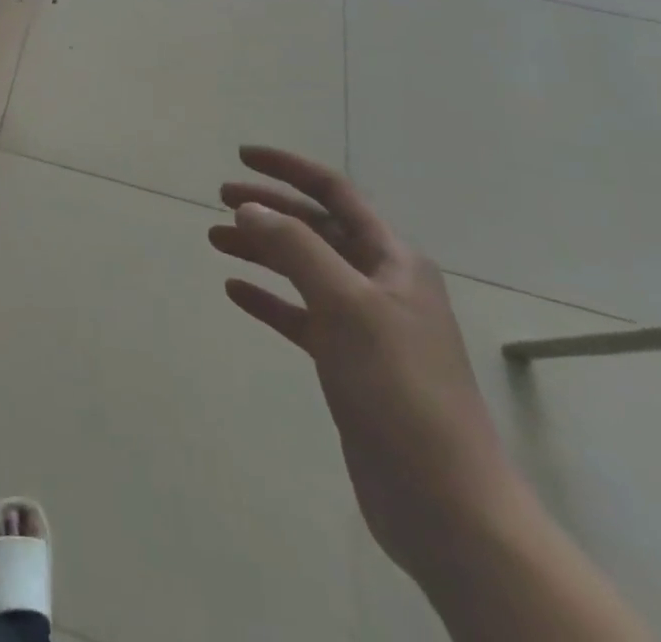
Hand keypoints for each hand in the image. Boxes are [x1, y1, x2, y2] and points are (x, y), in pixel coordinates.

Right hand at [207, 147, 520, 581]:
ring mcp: (366, 326)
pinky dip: (269, 299)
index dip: (289, 169)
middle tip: (220, 199)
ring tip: (214, 239)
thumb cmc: (399, 388)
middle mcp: (380, 284)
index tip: (242, 156)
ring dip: (262, 251)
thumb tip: (251, 208)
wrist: (445, 503)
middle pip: (317, 229)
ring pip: (304, 270)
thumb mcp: (346, 306)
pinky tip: (236, 291)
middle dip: (269, 210)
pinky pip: (300, 316)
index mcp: (393, 260)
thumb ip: (296, 249)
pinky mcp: (349, 365)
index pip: (335, 194)